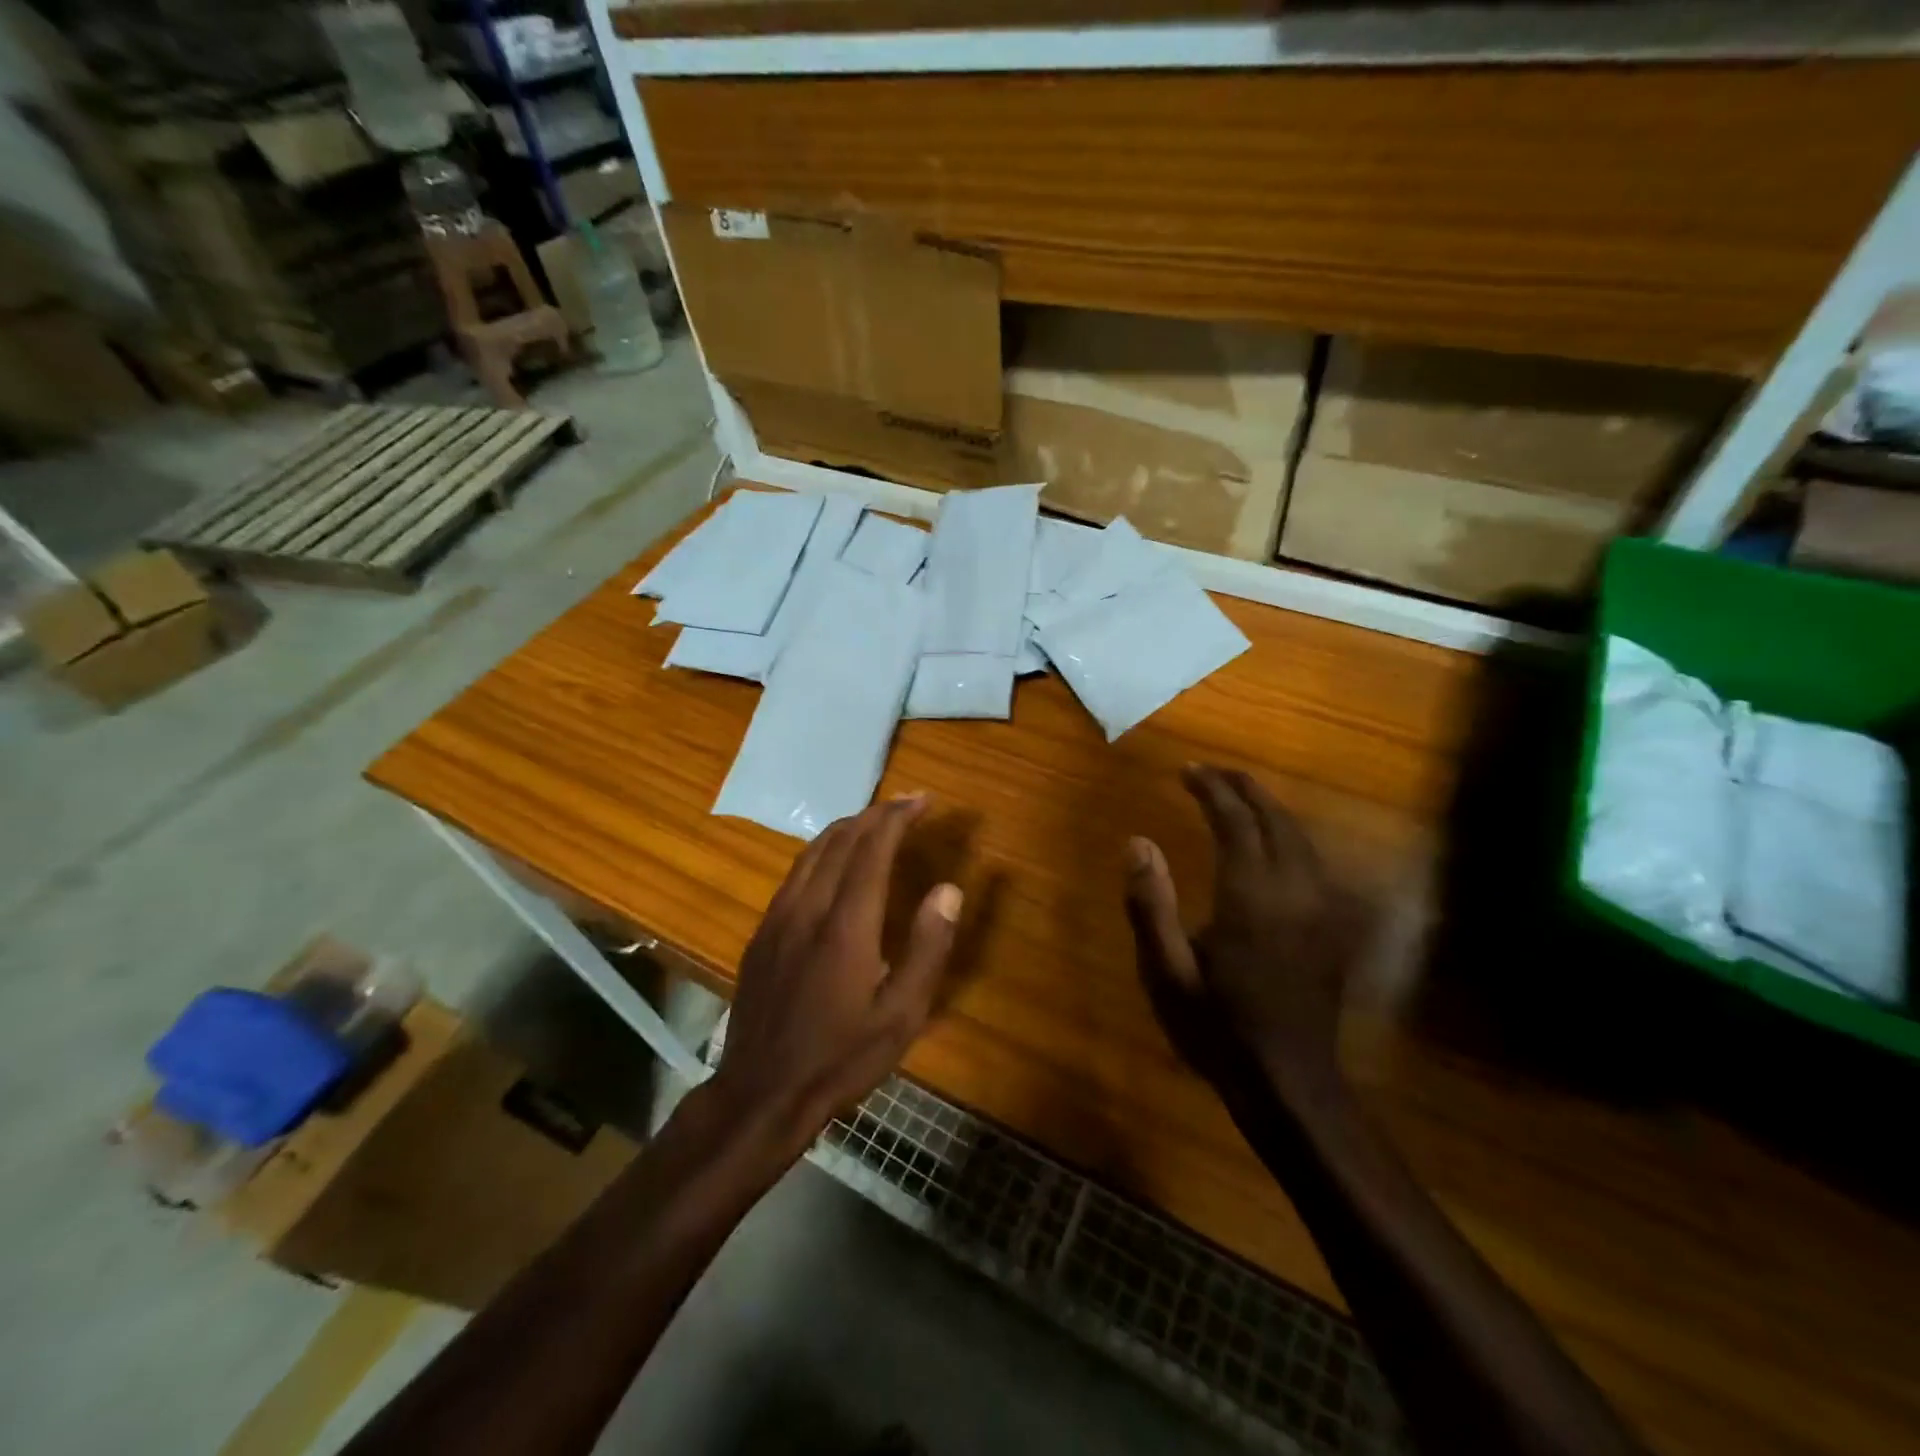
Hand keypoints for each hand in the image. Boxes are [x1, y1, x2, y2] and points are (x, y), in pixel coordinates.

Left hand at [711, 795, 962, 1156]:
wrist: (762, 1093)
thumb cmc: (842, 1058)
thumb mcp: (902, 1016)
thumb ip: (928, 948)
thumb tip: (948, 890)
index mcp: (846, 924)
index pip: (872, 848)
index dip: (898, 817)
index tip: (922, 800)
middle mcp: (807, 908)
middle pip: (841, 839)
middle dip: (876, 814)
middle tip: (906, 804)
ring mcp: (778, 918)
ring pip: (812, 851)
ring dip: (847, 828)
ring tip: (875, 823)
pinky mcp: (762, 932)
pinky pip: (795, 873)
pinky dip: (823, 851)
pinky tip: (835, 863)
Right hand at [1126, 765, 1358, 1095]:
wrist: (1289, 1083)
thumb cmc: (1218, 1027)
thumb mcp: (1167, 971)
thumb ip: (1150, 903)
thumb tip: (1137, 841)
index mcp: (1251, 896)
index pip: (1235, 821)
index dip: (1212, 789)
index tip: (1187, 770)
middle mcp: (1294, 890)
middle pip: (1275, 819)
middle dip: (1244, 787)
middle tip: (1212, 772)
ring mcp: (1321, 908)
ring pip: (1301, 837)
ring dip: (1269, 808)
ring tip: (1238, 794)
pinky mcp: (1332, 926)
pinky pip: (1314, 861)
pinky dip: (1289, 835)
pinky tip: (1272, 842)